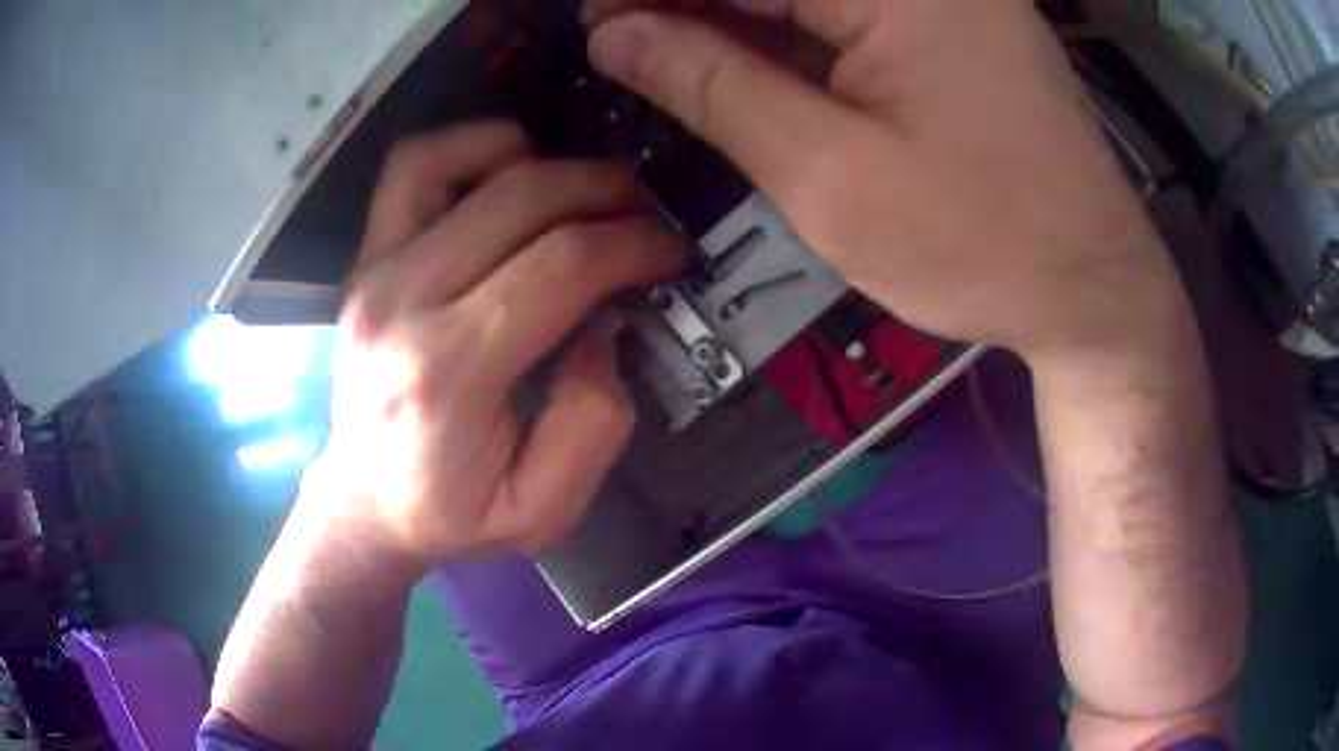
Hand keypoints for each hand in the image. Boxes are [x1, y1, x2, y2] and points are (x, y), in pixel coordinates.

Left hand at [309, 121, 679, 566]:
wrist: (365, 502)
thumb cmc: (451, 512)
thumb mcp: (543, 510)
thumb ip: (592, 424)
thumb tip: (605, 325)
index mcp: (448, 375)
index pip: (558, 267)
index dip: (632, 245)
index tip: (670, 253)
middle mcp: (402, 303)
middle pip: (521, 200)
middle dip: (606, 193)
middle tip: (646, 216)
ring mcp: (374, 270)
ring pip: (462, 162)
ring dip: (542, 161)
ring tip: (582, 196)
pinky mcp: (365, 257)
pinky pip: (414, 166)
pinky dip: (472, 149)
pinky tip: (510, 177)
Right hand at [587, 0, 1193, 370]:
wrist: (1091, 284)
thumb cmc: (979, 243)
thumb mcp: (829, 176)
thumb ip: (714, 88)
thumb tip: (616, 36)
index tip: (595, 25)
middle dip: (689, 5)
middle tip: (621, 42)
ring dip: (733, 17)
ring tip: (665, 53)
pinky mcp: (952, 19)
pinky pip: (847, 10)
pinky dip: (787, 29)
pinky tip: (741, 58)